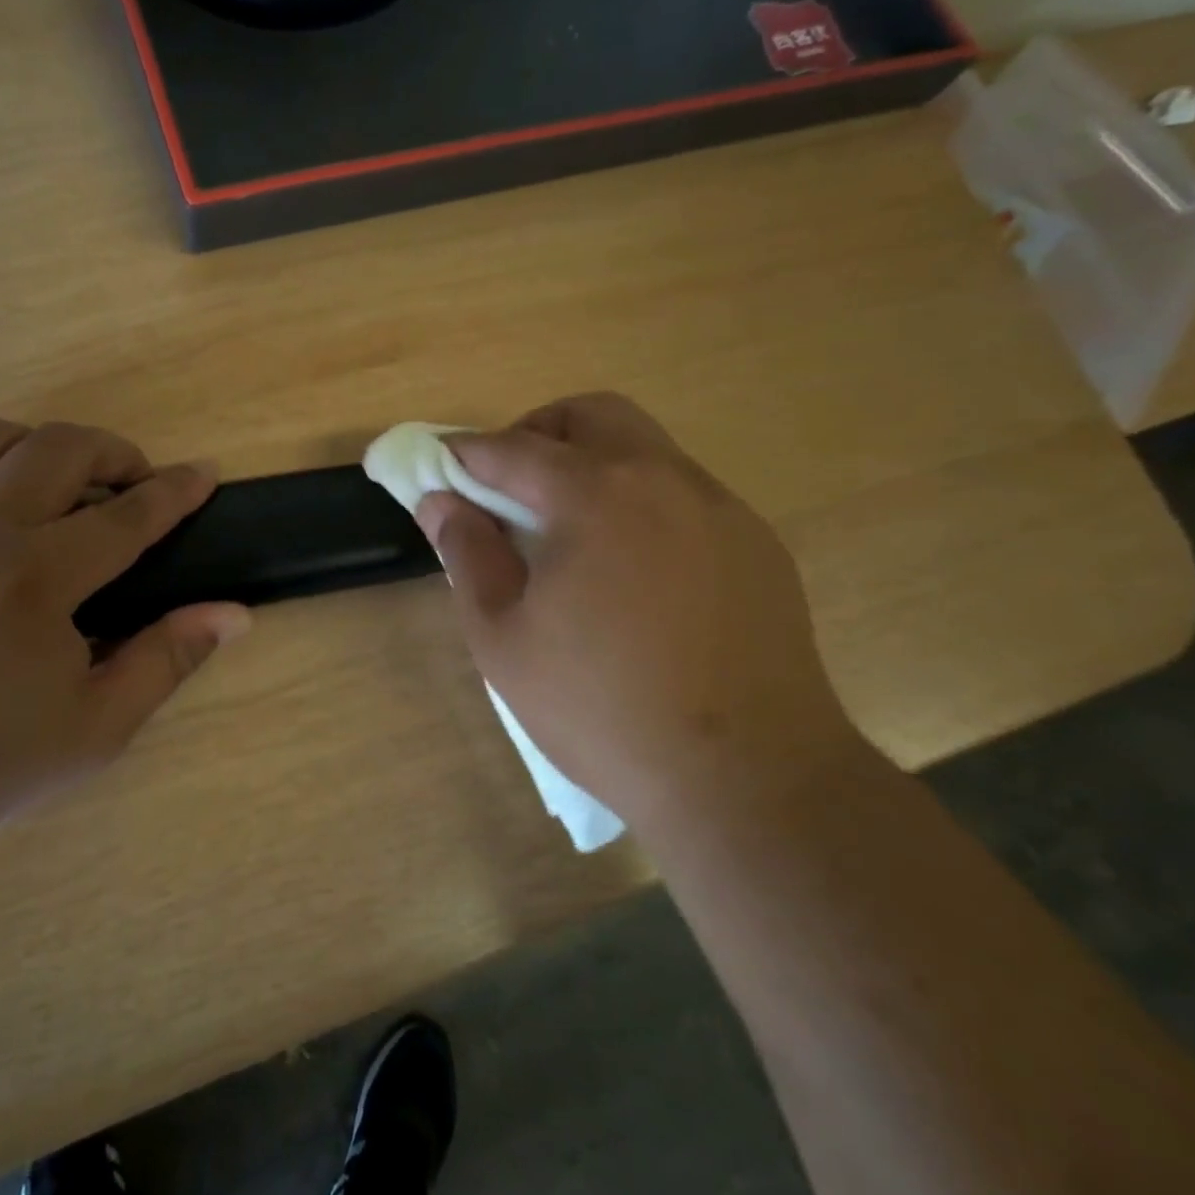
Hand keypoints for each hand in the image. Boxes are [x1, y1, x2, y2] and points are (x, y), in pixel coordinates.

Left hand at [0, 416, 249, 868]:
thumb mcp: (97, 727)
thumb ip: (168, 659)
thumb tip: (234, 614)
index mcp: (36, 580)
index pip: (128, 515)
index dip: (175, 490)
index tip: (204, 473)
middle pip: (57, 446)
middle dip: (112, 452)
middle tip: (131, 483)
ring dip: (32, 445)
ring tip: (51, 482)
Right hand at [415, 393, 853, 824]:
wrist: (748, 779)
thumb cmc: (602, 710)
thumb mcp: (504, 639)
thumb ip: (467, 555)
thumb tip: (440, 502)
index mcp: (596, 496)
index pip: (513, 449)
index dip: (465, 454)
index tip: (438, 467)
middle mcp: (664, 479)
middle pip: (591, 415)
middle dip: (537, 434)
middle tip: (509, 487)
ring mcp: (720, 508)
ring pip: (644, 447)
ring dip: (592, 463)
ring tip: (569, 530)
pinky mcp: (757, 543)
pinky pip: (683, 493)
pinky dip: (640, 500)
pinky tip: (632, 569)